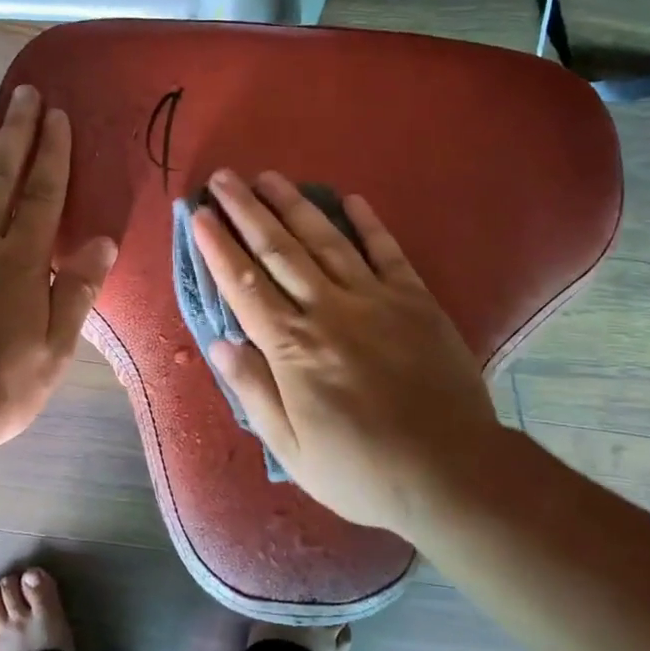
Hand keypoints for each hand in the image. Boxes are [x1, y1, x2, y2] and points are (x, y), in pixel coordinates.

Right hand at [191, 169, 503, 536]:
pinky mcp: (416, 300)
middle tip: (223, 178)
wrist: (451, 473)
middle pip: (279, 250)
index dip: (218, 247)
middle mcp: (328, 311)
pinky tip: (350, 199)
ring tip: (268, 177)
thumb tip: (219, 342)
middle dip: (247, 211)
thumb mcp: (291, 448)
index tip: (198, 215)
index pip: (243, 285)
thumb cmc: (361, 470)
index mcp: (292, 348)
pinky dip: (368, 223)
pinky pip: (387, 252)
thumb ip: (254, 391)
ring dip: (294, 205)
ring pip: (326, 241)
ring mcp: (376, 300)